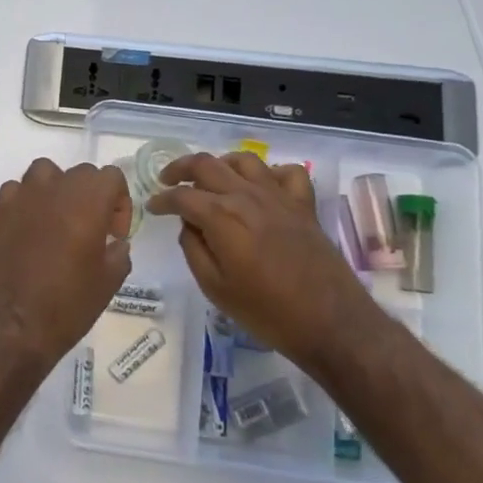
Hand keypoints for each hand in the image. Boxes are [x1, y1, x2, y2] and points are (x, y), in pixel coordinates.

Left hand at [0, 159, 132, 365]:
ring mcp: (23, 196)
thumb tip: (114, 242)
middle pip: (81, 173)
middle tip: (92, 231)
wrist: (13, 325)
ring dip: (58, 190)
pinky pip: (18, 190)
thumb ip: (118, 251)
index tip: (114, 232)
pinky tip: (30, 227)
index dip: (119, 201)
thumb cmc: (68, 304)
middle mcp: (55, 188)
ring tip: (59, 222)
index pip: (111, 176)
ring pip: (47, 173)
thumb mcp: (110, 281)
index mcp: (88, 201)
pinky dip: (27, 201)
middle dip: (92, 196)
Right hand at [146, 152, 366, 362]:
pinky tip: (260, 188)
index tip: (152, 207)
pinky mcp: (304, 205)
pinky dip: (269, 173)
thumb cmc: (266, 312)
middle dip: (180, 169)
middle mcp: (247, 196)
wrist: (331, 323)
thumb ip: (194, 249)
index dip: (162, 200)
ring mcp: (279, 197)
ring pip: (243, 160)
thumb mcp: (215, 287)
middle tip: (167, 181)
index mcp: (221, 216)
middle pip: (207, 165)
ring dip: (220, 164)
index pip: (181, 196)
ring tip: (210, 180)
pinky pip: (286, 173)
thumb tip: (189, 225)